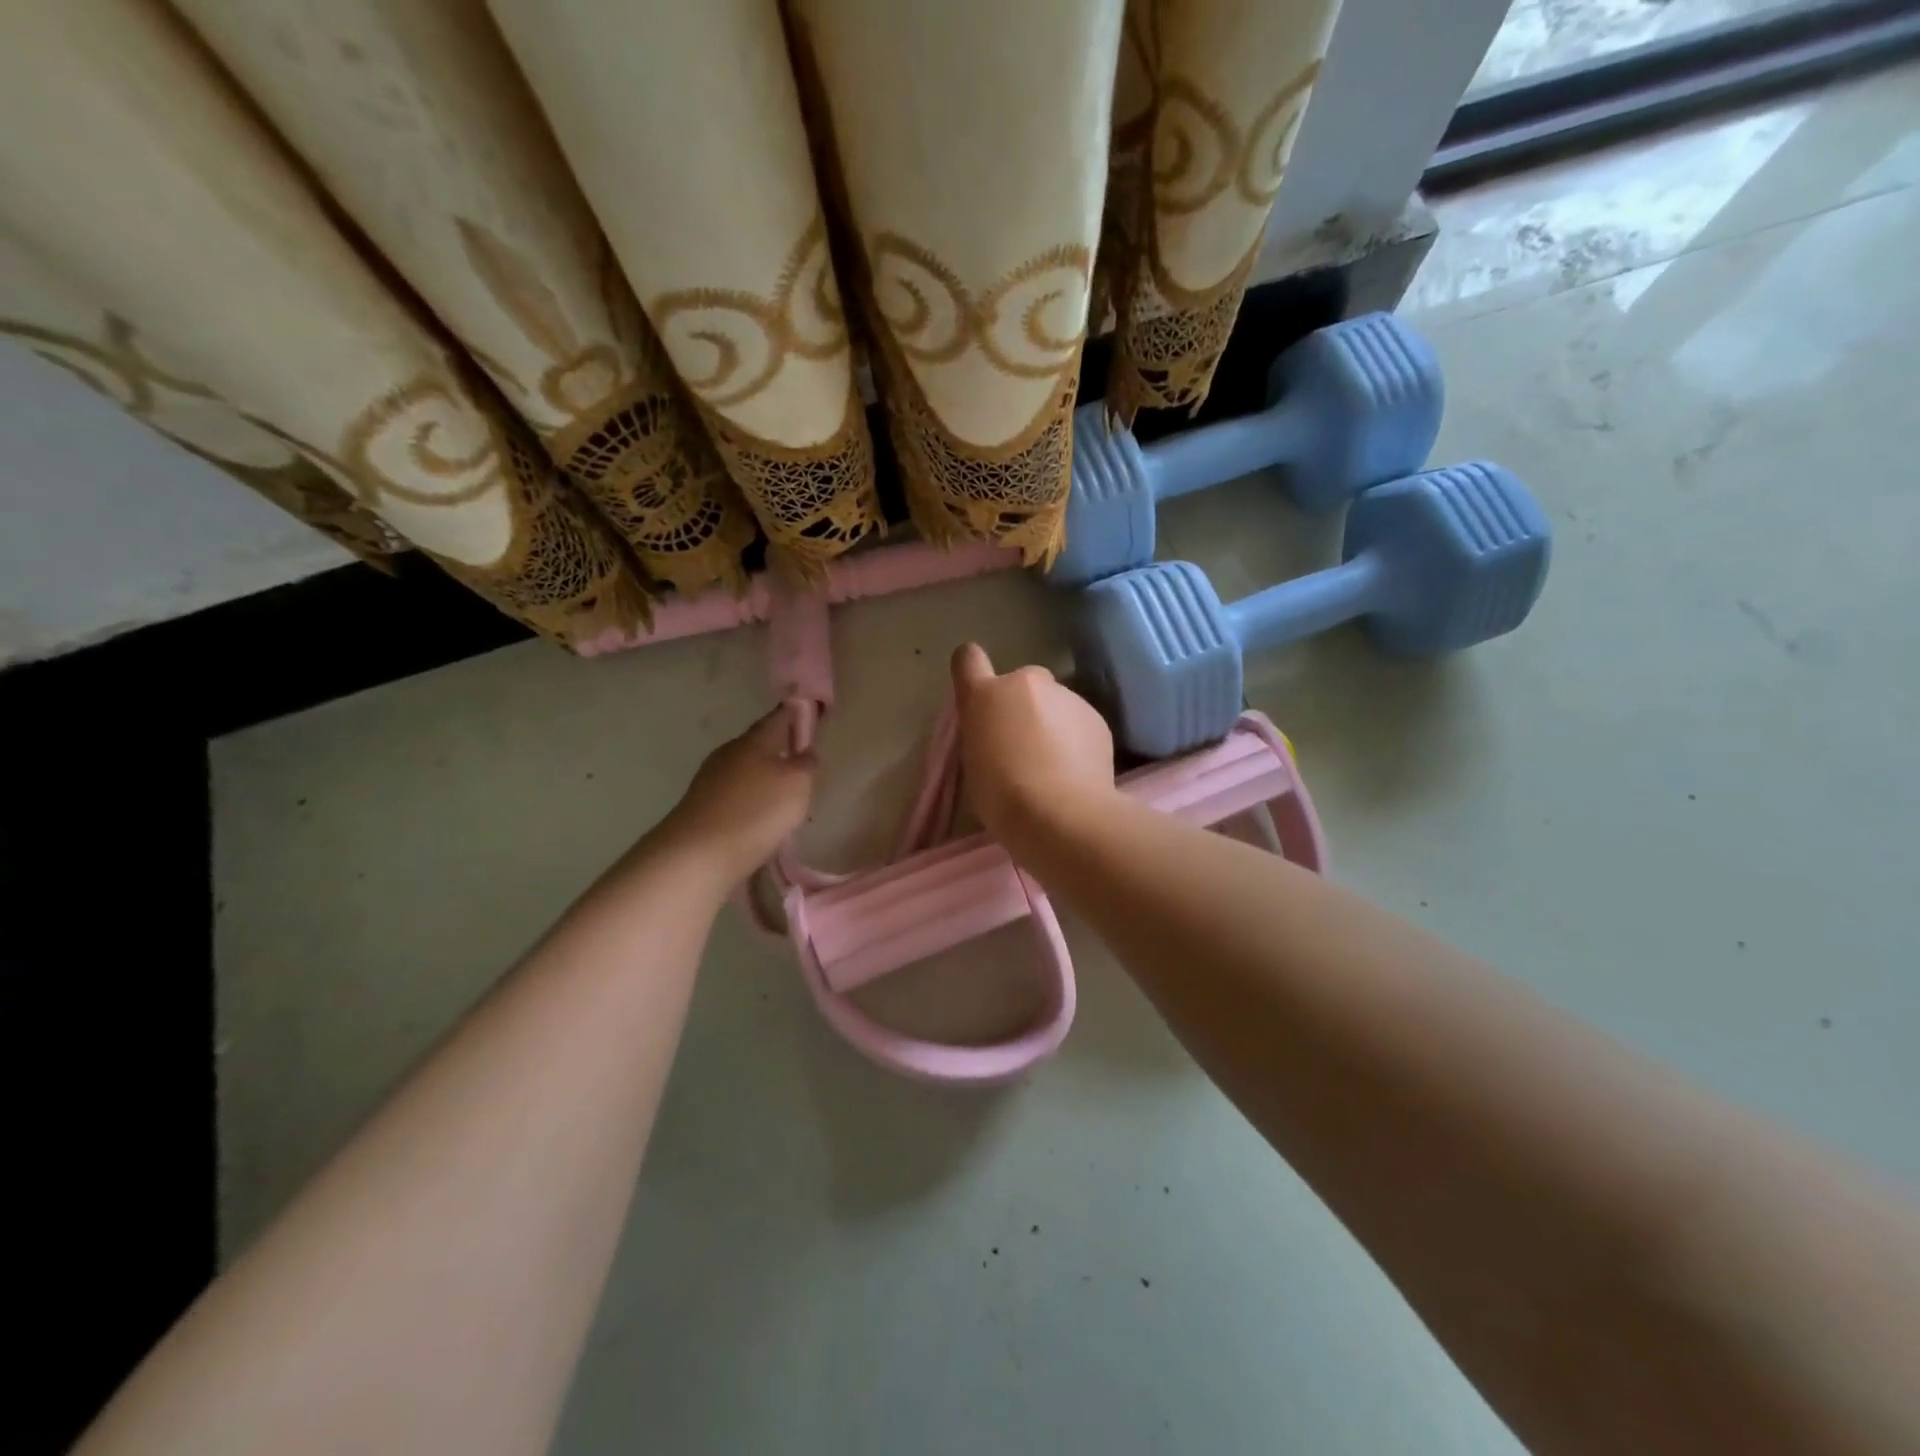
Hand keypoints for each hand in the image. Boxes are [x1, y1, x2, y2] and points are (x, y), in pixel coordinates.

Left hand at [654, 709, 815, 886]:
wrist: (698, 854)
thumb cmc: (757, 811)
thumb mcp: (798, 784)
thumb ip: (807, 763)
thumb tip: (806, 751)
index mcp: (754, 741)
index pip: (778, 717)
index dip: (796, 714)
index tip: (811, 714)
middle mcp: (729, 753)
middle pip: (760, 744)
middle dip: (780, 750)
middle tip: (802, 762)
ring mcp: (711, 780)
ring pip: (746, 771)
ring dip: (765, 778)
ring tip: (785, 796)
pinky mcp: (702, 806)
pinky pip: (735, 795)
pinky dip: (751, 800)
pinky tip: (762, 817)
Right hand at [951, 642, 1115, 842]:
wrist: (1061, 814)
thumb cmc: (1002, 796)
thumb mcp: (974, 764)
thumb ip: (983, 734)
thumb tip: (999, 731)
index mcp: (984, 696)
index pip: (968, 659)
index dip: (972, 671)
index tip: (978, 693)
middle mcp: (1026, 683)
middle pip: (1022, 682)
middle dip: (1022, 704)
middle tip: (1023, 743)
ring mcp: (1066, 696)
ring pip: (1055, 702)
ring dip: (1052, 721)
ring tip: (1054, 764)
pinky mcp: (1096, 717)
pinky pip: (1079, 721)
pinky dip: (1076, 738)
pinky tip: (1076, 770)